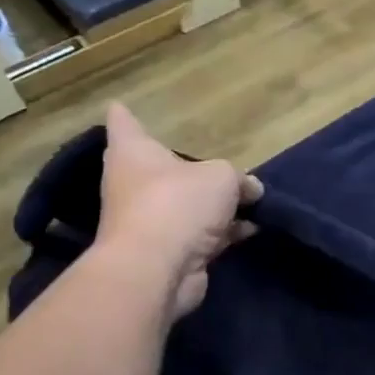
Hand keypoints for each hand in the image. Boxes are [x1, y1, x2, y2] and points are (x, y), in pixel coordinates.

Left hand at [96, 102, 262, 317]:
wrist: (158, 268)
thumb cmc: (179, 204)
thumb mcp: (222, 178)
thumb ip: (239, 178)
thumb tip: (252, 189)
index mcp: (134, 152)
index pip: (123, 123)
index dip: (126, 115)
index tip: (124, 106)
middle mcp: (134, 183)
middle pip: (161, 168)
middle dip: (187, 168)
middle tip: (215, 163)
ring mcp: (150, 220)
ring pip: (186, 204)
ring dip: (213, 205)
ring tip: (251, 200)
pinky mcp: (169, 250)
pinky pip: (201, 234)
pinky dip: (223, 232)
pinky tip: (251, 228)